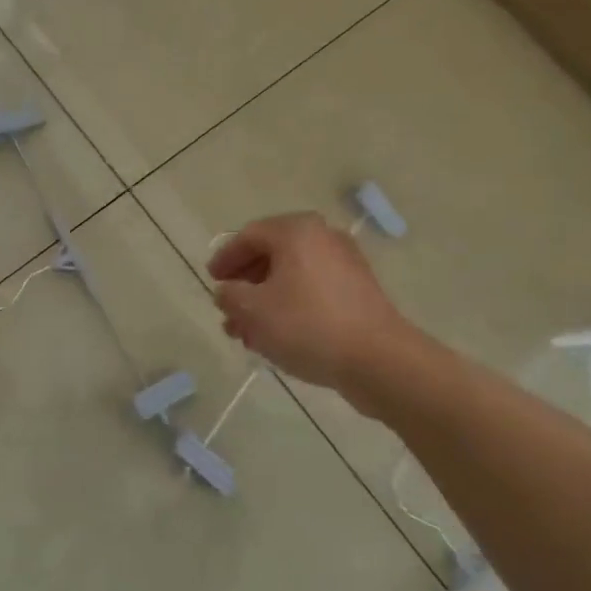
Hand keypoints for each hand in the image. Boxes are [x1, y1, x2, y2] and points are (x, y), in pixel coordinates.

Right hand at [209, 213, 411, 389]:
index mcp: (296, 231)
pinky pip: (313, 290)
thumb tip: (226, 290)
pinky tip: (278, 337)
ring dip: (265, 301)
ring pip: (292, 277)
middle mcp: (322, 237)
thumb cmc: (307, 325)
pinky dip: (291, 307)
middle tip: (228, 311)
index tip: (212, 281)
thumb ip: (230, 295)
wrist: (378, 359)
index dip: (225, 259)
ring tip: (248, 334)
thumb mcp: (253, 311)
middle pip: (271, 255)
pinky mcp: (358, 291)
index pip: (248, 236)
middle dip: (245, 285)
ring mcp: (345, 264)